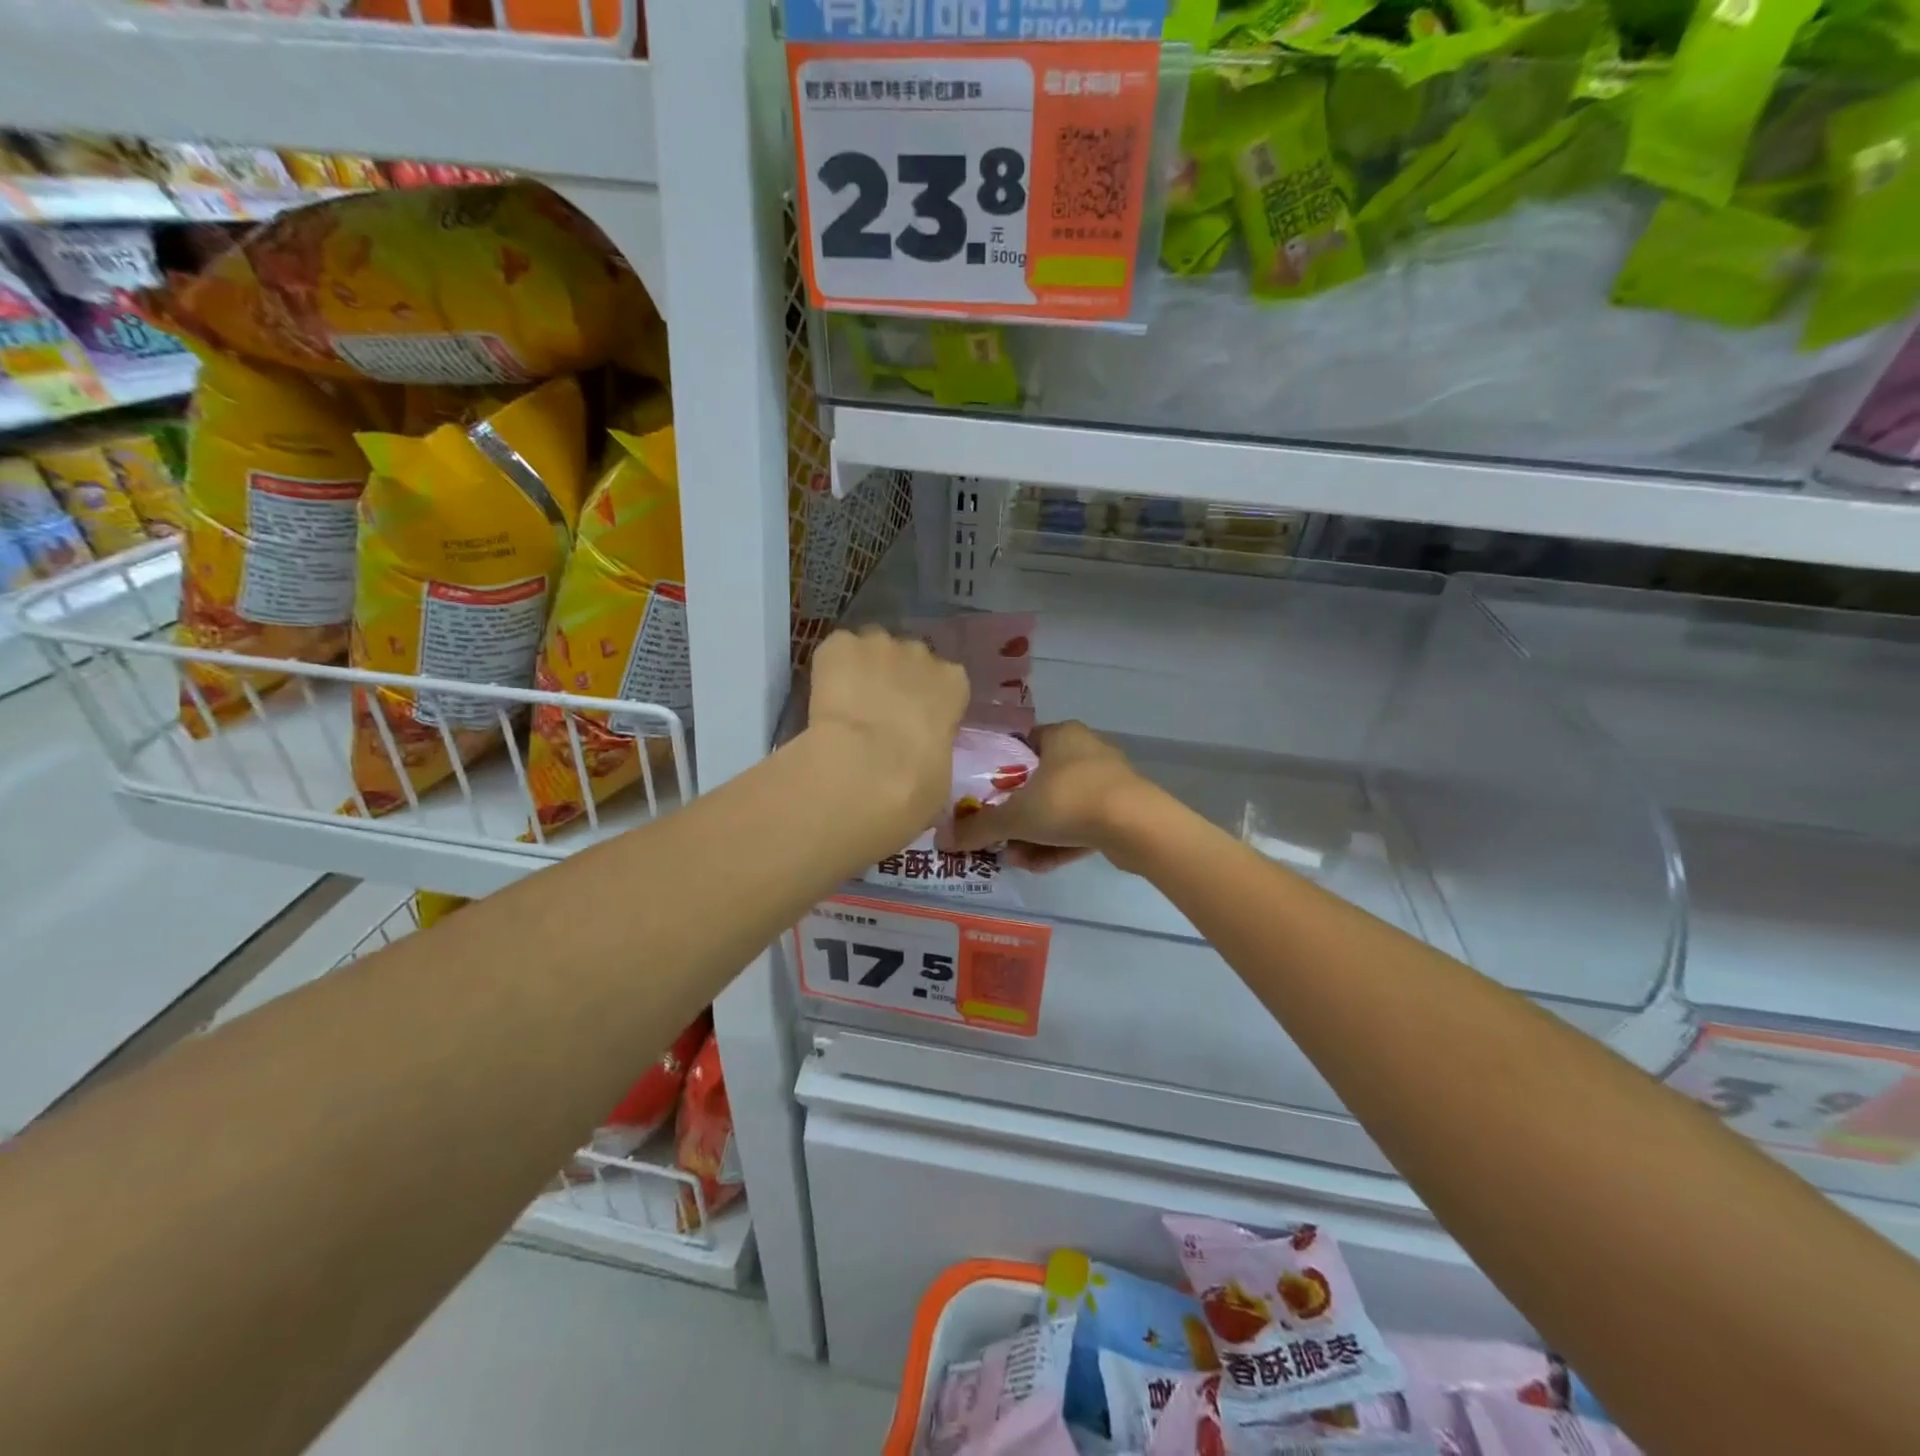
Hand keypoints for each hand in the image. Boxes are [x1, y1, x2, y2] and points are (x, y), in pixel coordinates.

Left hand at [806, 626, 970, 840]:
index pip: (946, 681)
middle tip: (878, 714)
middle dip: (896, 679)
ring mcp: (879, 644)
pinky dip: (830, 667)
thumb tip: (919, 755)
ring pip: (871, 649)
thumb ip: (933, 749)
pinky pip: (836, 650)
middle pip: (909, 658)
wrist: (864, 769)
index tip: (914, 724)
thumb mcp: (940, 774)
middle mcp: (921, 654)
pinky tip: (824, 696)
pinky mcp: (839, 645)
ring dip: (863, 668)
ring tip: (847, 702)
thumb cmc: (915, 784)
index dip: (928, 701)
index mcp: (954, 684)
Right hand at [940, 721, 1159, 872]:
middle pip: (1039, 783)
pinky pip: (1081, 825)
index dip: (999, 771)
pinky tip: (1039, 866)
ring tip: (1016, 859)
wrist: (1137, 826)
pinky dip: (1059, 843)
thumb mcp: (1016, 816)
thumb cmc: (1069, 801)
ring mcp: (1107, 781)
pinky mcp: (1121, 811)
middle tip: (998, 838)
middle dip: (1016, 816)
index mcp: (1061, 734)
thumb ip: (979, 827)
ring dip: (1035, 835)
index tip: (983, 798)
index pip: (1022, 746)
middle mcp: (1085, 751)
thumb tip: (942, 839)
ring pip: (1060, 809)